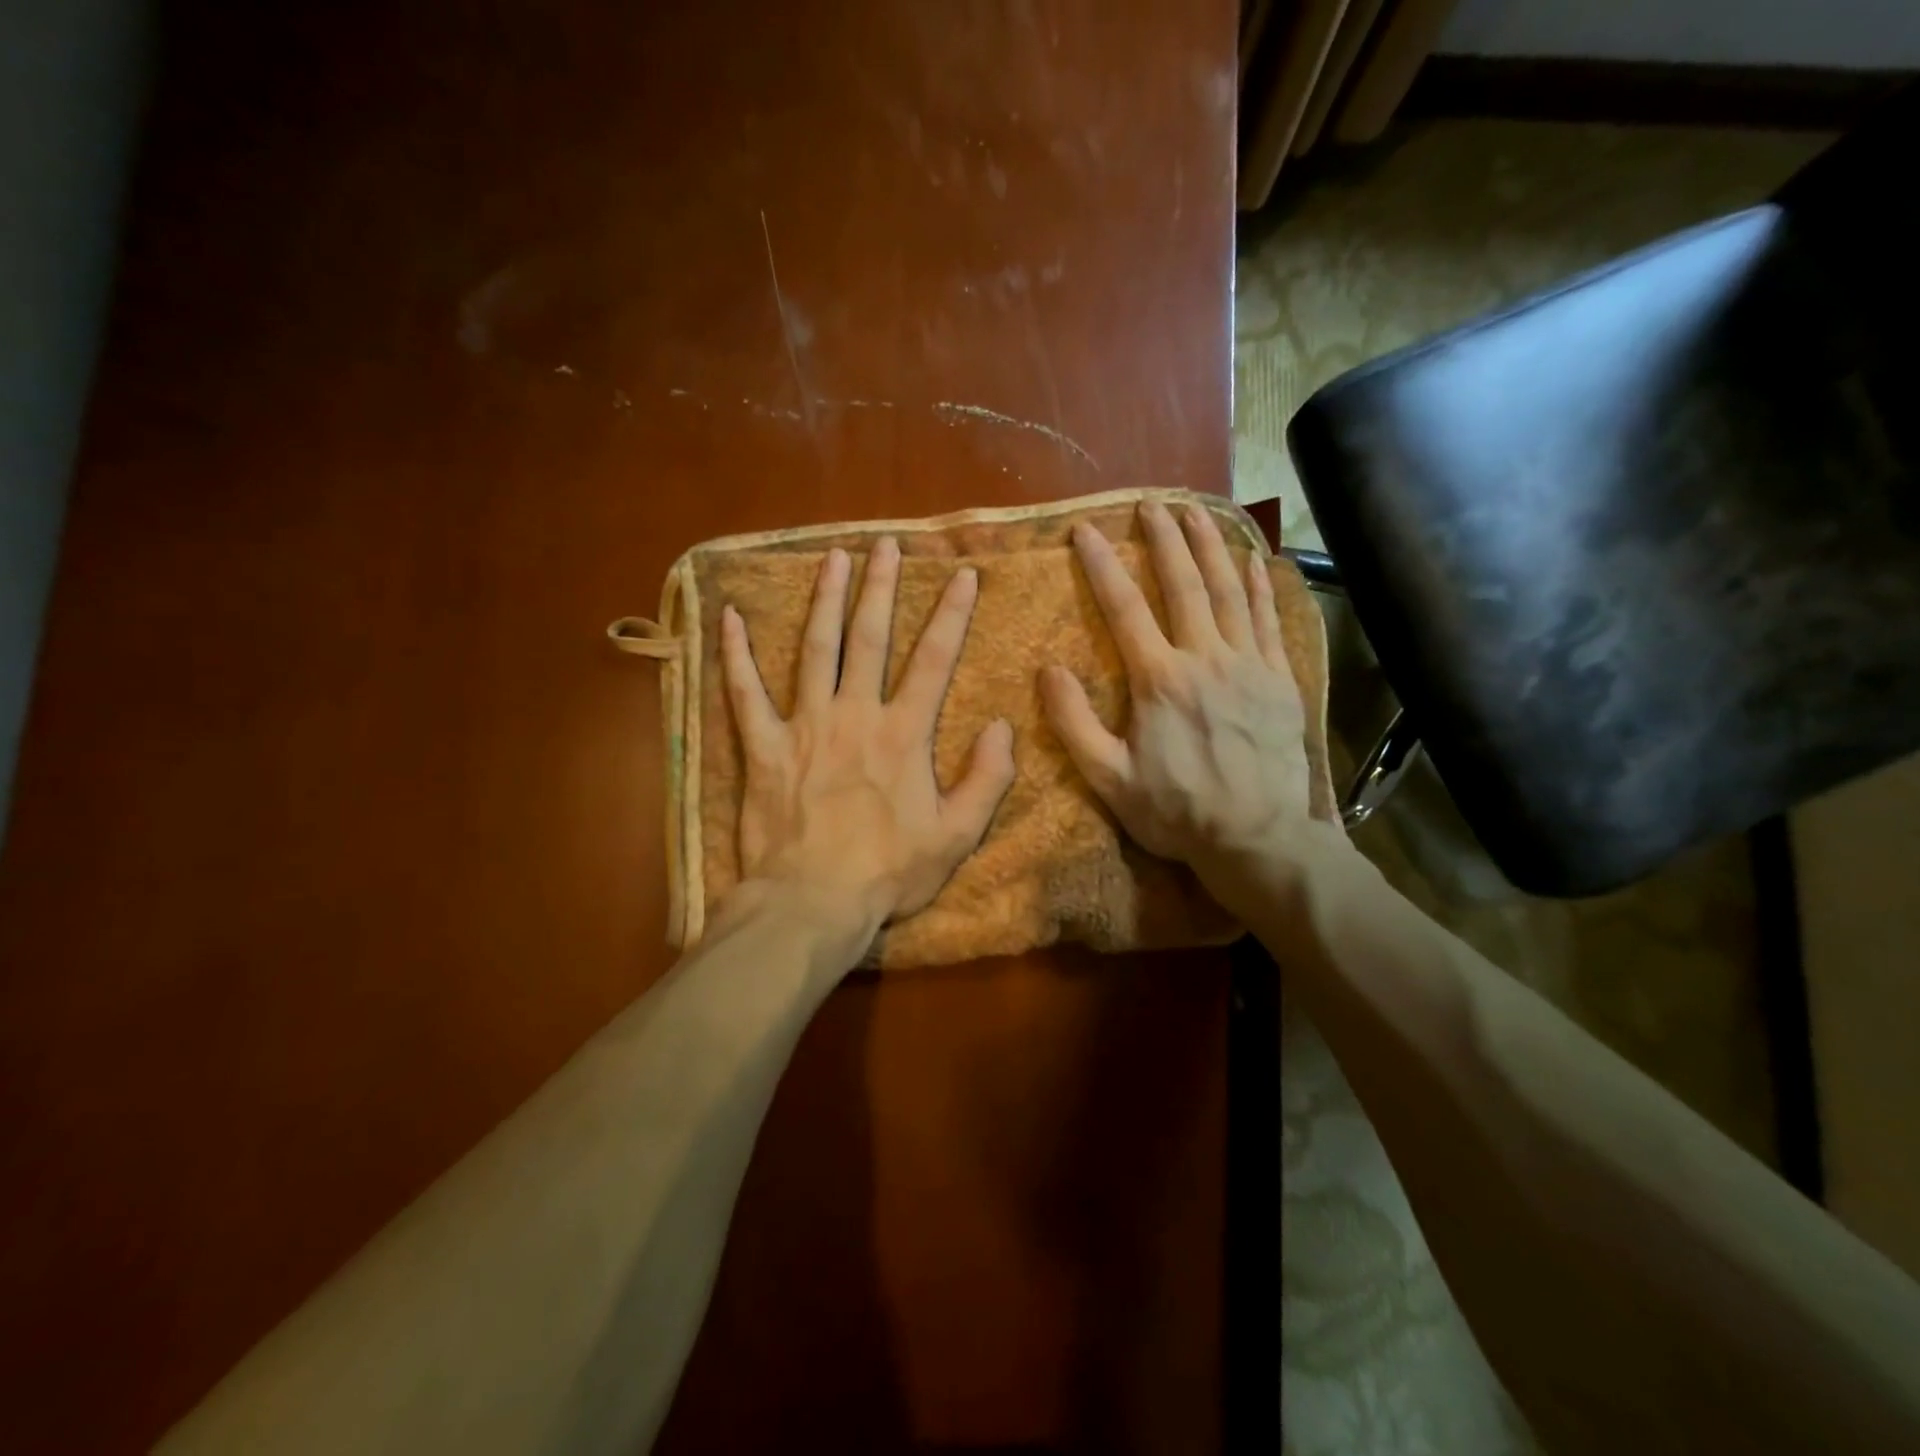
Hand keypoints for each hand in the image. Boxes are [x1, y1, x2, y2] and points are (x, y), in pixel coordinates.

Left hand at [720, 536, 1016, 937]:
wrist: (813, 902)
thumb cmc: (888, 872)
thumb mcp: (957, 835)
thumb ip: (987, 779)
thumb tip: (1001, 727)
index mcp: (903, 734)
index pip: (934, 660)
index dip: (952, 614)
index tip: (962, 573)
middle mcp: (855, 715)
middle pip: (869, 637)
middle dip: (879, 587)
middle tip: (883, 543)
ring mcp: (805, 726)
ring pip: (815, 649)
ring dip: (824, 600)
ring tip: (831, 557)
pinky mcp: (763, 748)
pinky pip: (745, 694)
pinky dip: (735, 655)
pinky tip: (729, 616)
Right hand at [1040, 501, 1337, 894]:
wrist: (1258, 839)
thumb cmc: (1176, 811)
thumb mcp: (1108, 778)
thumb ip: (1074, 723)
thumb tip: (1049, 670)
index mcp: (1159, 679)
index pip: (1125, 608)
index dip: (1102, 565)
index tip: (1086, 530)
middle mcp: (1205, 658)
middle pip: (1184, 584)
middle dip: (1164, 539)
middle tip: (1151, 503)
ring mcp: (1249, 664)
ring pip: (1230, 591)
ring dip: (1211, 546)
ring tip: (1197, 512)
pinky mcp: (1280, 679)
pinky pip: (1269, 618)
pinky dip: (1259, 584)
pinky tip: (1253, 558)